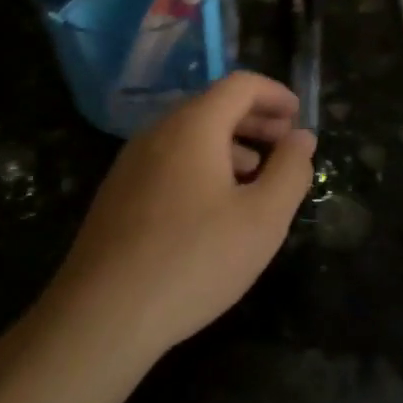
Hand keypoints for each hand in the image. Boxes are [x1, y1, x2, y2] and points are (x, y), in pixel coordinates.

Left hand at [48, 73, 316, 359]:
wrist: (100, 318)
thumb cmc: (194, 260)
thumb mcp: (263, 218)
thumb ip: (290, 170)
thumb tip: (301, 137)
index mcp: (193, 126)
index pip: (239, 84)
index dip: (274, 93)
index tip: (298, 116)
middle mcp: (157, 133)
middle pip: (213, 106)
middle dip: (255, 120)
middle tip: (285, 145)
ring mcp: (131, 164)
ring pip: (190, 136)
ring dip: (230, 146)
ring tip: (256, 180)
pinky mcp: (117, 195)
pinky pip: (169, 161)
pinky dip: (202, 166)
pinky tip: (214, 209)